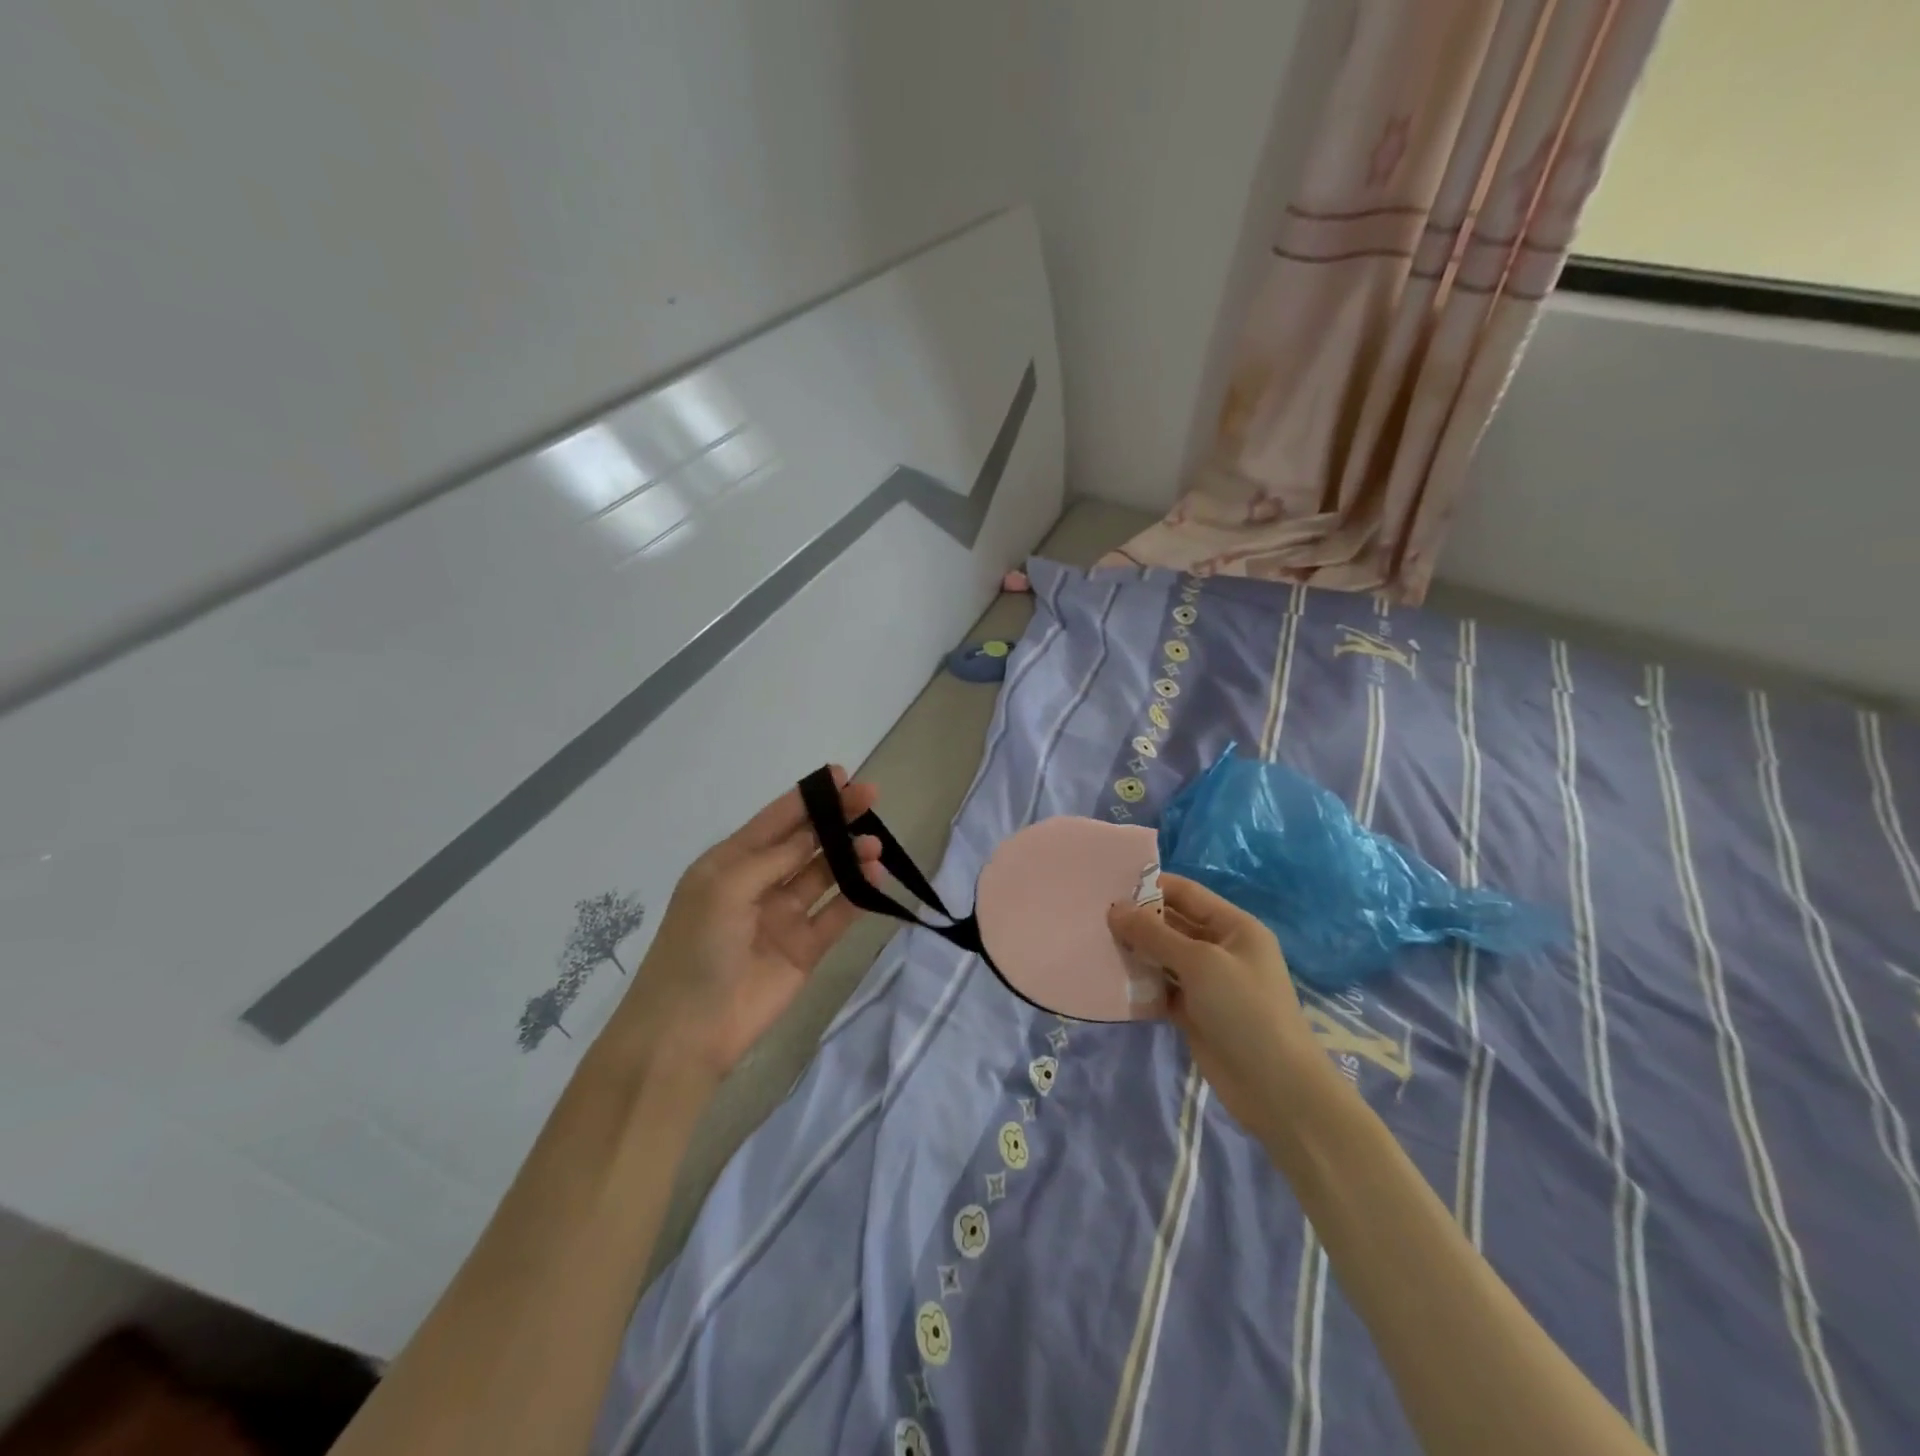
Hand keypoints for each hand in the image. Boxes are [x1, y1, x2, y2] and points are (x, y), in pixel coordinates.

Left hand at [610, 768, 882, 1081]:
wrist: (686, 1032)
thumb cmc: (696, 946)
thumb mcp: (726, 887)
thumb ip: (775, 857)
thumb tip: (814, 832)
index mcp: (730, 863)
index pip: (775, 820)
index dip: (807, 797)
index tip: (841, 775)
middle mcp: (759, 884)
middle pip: (805, 842)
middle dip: (835, 819)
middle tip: (870, 797)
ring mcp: (783, 917)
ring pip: (824, 875)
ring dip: (849, 855)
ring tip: (874, 844)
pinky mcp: (805, 949)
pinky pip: (835, 914)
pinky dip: (857, 894)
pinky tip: (876, 876)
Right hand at [1108, 875, 1328, 1134]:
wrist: (1275, 1088)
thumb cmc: (1244, 1010)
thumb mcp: (1199, 963)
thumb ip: (1154, 934)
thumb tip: (1115, 908)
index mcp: (1234, 927)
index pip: (1187, 894)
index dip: (1151, 886)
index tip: (1109, 886)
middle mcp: (1221, 949)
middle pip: (1173, 924)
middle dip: (1138, 920)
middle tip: (1094, 917)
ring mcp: (1208, 983)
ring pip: (1164, 957)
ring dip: (1136, 952)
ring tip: (1096, 943)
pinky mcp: (1195, 1013)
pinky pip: (1162, 988)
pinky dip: (1141, 984)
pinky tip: (1111, 978)